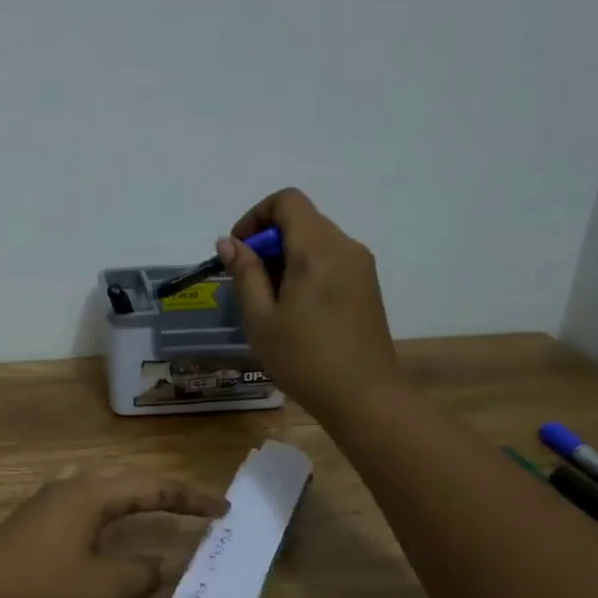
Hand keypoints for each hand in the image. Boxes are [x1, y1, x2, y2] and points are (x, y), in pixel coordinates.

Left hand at [0, 471, 229, 597]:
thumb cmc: (41, 589)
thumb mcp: (101, 587)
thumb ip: (140, 572)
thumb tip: (166, 561)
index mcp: (91, 495)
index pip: (152, 487)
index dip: (189, 499)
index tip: (222, 511)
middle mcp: (69, 487)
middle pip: (125, 476)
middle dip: (162, 490)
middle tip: (192, 507)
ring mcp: (45, 499)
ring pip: (99, 481)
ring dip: (130, 490)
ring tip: (151, 503)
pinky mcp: (31, 517)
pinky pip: (80, 495)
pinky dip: (106, 501)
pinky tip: (99, 517)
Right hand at [219, 187, 399, 416]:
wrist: (364, 396)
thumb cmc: (304, 358)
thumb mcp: (261, 318)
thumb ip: (245, 274)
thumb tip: (230, 243)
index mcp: (317, 249)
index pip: (286, 201)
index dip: (255, 217)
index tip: (238, 252)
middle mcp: (345, 246)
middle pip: (301, 220)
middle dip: (268, 242)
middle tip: (248, 284)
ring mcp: (361, 266)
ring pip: (316, 242)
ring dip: (286, 258)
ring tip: (270, 302)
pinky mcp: (367, 286)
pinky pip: (330, 261)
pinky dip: (306, 270)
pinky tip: (295, 311)